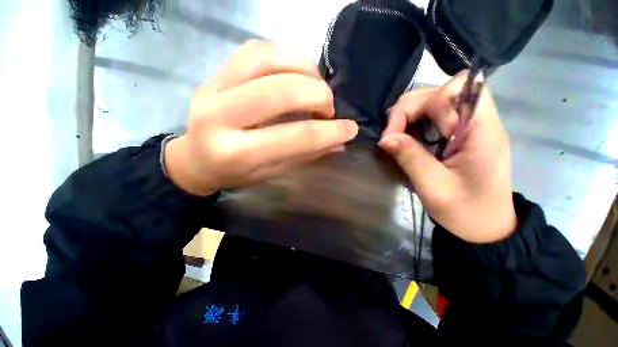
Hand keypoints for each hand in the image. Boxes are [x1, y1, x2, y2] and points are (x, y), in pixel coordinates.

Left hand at [165, 40, 358, 195]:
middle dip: (318, 96)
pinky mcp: (215, 72)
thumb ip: (304, 154)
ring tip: (317, 87)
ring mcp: (213, 87)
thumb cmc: (235, 172)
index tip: (350, 128)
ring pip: (268, 59)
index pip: (294, 137)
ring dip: (304, 69)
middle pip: (280, 92)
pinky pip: (256, 49)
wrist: (195, 158)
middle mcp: (220, 117)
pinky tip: (297, 72)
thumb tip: (339, 143)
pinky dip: (286, 56)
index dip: (329, 132)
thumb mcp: (272, 171)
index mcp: (237, 153)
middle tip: (329, 108)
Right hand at [379, 73, 515, 242]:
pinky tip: (407, 137)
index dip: (418, 105)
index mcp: (481, 131)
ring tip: (396, 135)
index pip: (453, 91)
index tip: (396, 132)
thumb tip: (385, 138)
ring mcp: (470, 126)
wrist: (486, 228)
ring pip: (436, 100)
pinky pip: (436, 115)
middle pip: (442, 91)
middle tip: (391, 134)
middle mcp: (479, 121)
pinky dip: (416, 122)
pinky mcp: (461, 134)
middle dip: (409, 108)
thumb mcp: (433, 187)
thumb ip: (410, 158)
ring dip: (411, 114)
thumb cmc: (465, 212)